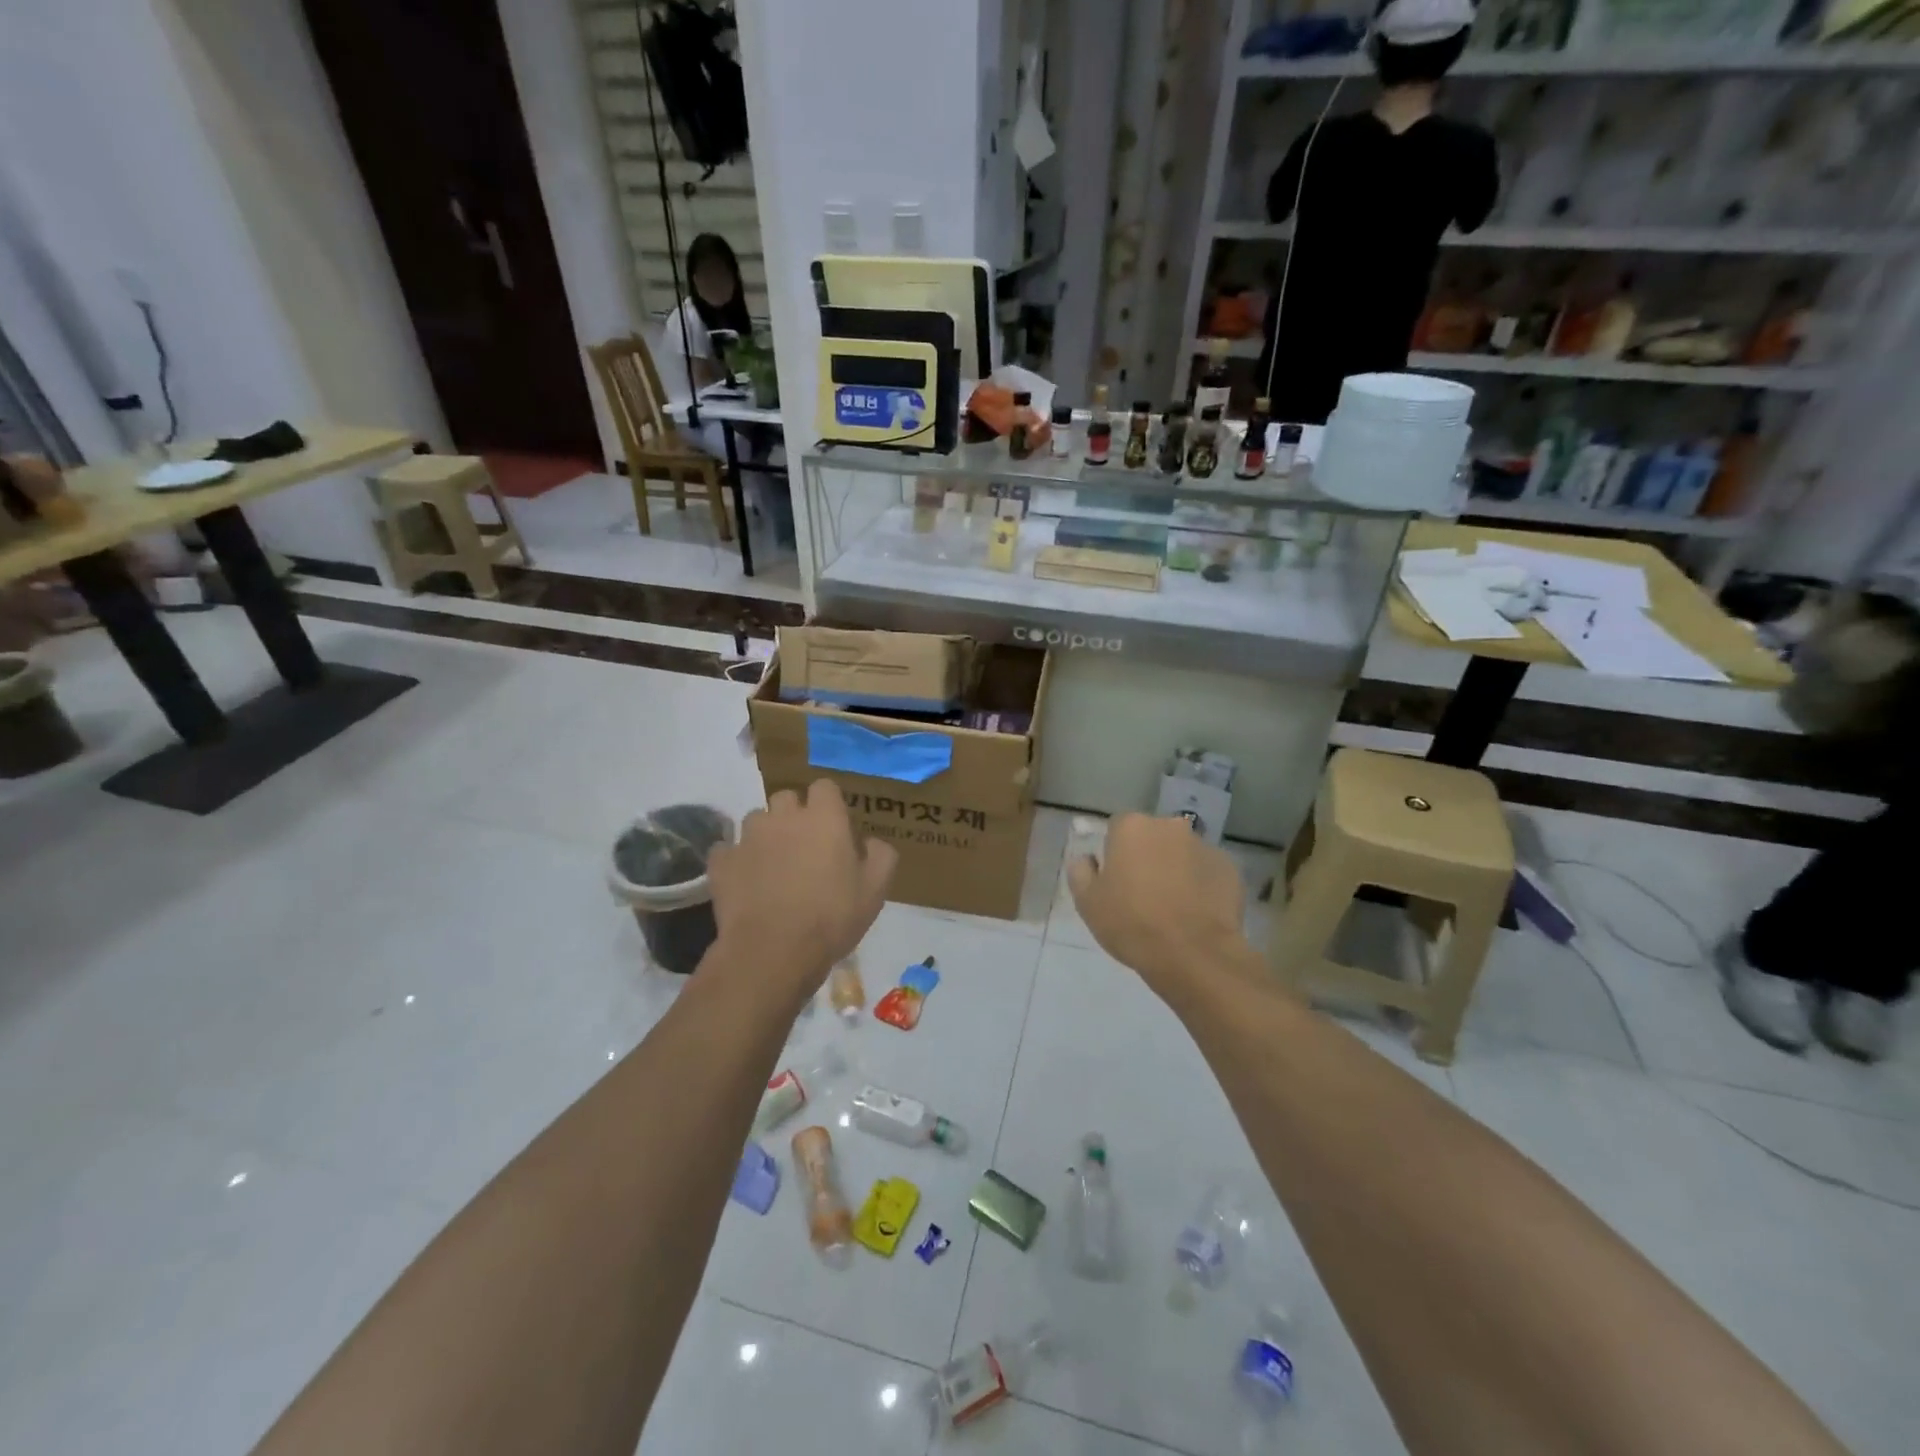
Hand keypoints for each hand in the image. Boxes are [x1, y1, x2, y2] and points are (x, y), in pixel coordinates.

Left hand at [706, 781, 896, 1000]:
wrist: (773, 952)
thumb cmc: (832, 918)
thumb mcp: (875, 890)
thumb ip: (881, 856)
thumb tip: (871, 842)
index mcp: (824, 818)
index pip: (824, 787)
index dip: (829, 804)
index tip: (834, 828)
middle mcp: (783, 817)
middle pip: (786, 798)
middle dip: (794, 815)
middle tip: (805, 847)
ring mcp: (748, 837)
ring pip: (756, 820)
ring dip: (765, 835)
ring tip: (773, 866)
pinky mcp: (721, 861)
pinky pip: (728, 850)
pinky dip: (737, 860)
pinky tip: (746, 882)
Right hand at [1068, 814, 1246, 998]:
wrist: (1193, 955)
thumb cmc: (1131, 923)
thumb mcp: (1088, 902)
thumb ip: (1081, 872)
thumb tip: (1086, 859)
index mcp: (1132, 827)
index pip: (1117, 829)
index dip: (1114, 855)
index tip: (1115, 881)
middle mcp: (1170, 826)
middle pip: (1152, 837)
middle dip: (1147, 857)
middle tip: (1142, 894)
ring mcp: (1204, 846)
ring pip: (1181, 853)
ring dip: (1175, 869)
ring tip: (1173, 908)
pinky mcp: (1230, 869)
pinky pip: (1207, 872)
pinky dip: (1201, 885)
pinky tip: (1196, 913)